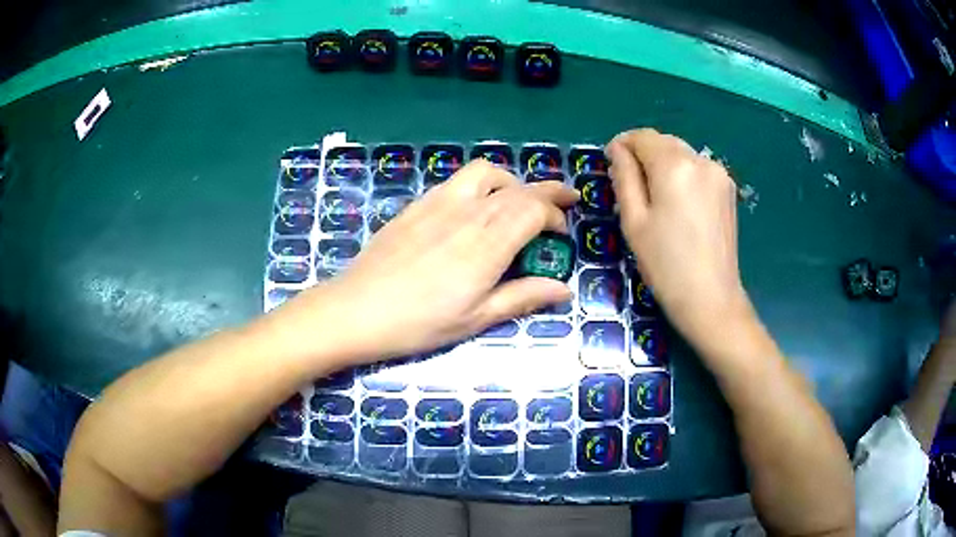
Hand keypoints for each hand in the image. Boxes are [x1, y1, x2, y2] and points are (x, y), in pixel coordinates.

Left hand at [297, 160, 577, 362]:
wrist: (357, 309)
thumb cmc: (419, 323)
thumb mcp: (476, 318)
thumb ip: (523, 297)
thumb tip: (563, 289)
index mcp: (488, 243)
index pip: (534, 210)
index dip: (555, 216)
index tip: (561, 234)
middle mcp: (468, 212)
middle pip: (518, 188)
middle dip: (547, 192)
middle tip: (565, 200)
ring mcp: (440, 202)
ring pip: (487, 173)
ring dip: (512, 181)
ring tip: (518, 200)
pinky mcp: (418, 204)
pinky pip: (459, 180)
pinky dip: (482, 184)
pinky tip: (476, 207)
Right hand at [607, 129, 752, 349]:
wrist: (711, 299)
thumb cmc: (665, 264)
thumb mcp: (634, 221)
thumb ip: (624, 177)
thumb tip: (618, 149)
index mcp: (674, 165)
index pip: (642, 137)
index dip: (623, 145)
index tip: (612, 165)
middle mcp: (700, 160)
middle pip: (664, 142)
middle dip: (644, 154)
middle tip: (632, 186)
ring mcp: (719, 174)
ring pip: (682, 154)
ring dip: (664, 164)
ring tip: (657, 199)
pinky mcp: (728, 190)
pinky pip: (698, 169)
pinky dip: (683, 175)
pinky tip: (679, 204)